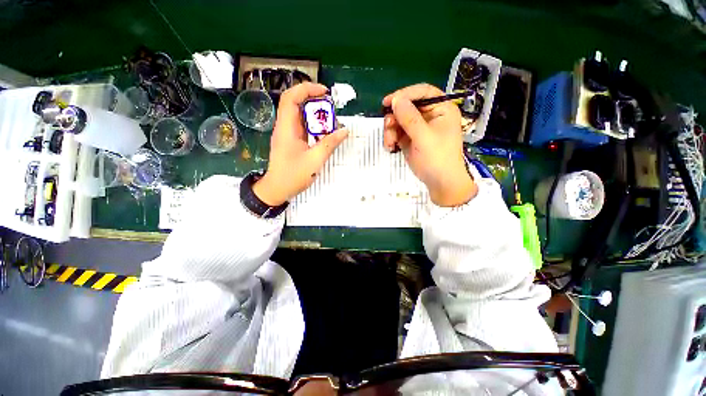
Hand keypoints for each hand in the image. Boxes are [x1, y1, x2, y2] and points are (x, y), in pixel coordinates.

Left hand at [253, 82, 348, 205]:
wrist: (277, 189)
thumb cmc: (293, 175)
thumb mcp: (315, 160)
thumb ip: (330, 143)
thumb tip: (344, 130)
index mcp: (287, 128)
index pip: (291, 98)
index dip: (306, 89)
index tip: (324, 93)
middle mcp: (285, 127)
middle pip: (296, 104)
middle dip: (314, 101)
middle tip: (332, 107)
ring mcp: (287, 134)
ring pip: (300, 116)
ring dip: (315, 115)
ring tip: (331, 120)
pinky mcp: (291, 141)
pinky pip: (303, 127)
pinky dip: (314, 126)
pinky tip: (325, 132)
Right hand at [383, 84, 476, 206]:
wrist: (440, 183)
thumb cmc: (438, 159)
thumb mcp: (424, 138)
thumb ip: (410, 118)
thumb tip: (396, 100)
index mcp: (441, 110)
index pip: (423, 92)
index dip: (405, 94)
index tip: (388, 102)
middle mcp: (430, 116)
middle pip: (407, 107)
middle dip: (395, 117)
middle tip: (388, 127)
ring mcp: (419, 129)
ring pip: (399, 120)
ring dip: (391, 130)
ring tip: (390, 144)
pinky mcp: (411, 140)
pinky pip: (397, 133)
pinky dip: (391, 138)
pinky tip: (391, 148)